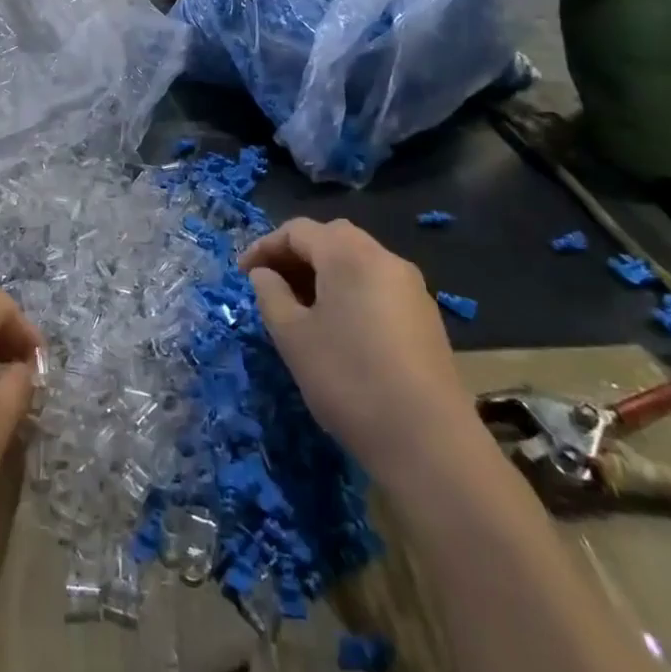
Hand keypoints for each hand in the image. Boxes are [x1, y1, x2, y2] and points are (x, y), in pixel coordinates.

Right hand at [240, 218, 474, 476]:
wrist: (428, 441)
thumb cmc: (348, 379)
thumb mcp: (292, 336)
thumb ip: (270, 295)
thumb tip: (265, 274)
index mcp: (349, 254)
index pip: (298, 230)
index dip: (265, 246)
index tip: (242, 273)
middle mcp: (384, 259)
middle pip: (332, 238)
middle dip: (296, 254)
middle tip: (270, 283)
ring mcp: (411, 287)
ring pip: (357, 261)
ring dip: (323, 273)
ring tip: (298, 306)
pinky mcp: (425, 317)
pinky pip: (377, 285)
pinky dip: (349, 290)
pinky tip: (336, 327)